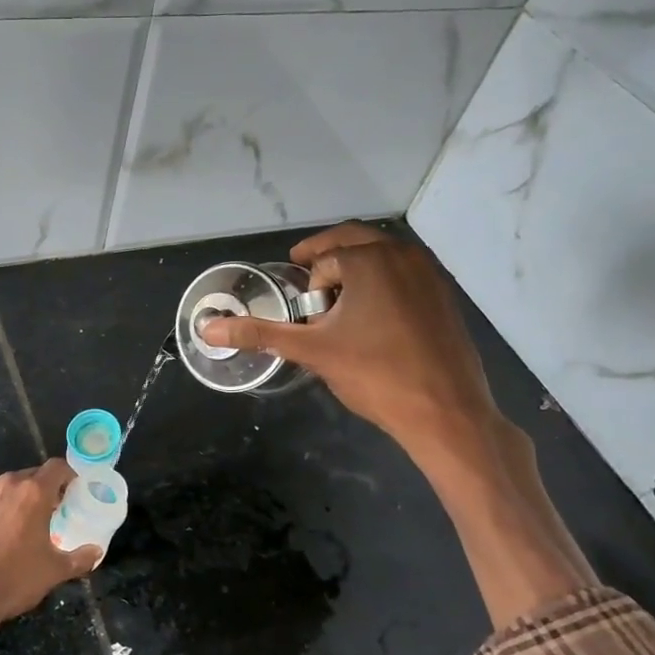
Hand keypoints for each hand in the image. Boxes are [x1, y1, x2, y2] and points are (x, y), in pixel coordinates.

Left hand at [0, 459, 99, 647]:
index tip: (71, 490)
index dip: (67, 475)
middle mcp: (6, 485)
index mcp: (34, 493)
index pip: (57, 467)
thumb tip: (96, 551)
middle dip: (40, 491)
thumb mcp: (54, 571)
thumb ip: (80, 558)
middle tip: (46, 514)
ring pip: (3, 489)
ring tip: (14, 527)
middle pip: (29, 477)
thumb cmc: (14, 580)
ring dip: (13, 501)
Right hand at [199, 224, 505, 468]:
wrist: (447, 413)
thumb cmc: (376, 375)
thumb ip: (260, 334)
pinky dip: (383, 283)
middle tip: (308, 286)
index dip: (308, 283)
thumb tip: (207, 328)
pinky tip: (375, 322)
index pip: (325, 259)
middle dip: (327, 260)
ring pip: (383, 255)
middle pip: (354, 241)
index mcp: (370, 259)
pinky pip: (405, 274)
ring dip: (356, 269)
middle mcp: (404, 255)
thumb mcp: (312, 351)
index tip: (302, 308)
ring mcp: (431, 274)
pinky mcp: (446, 297)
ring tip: (340, 305)